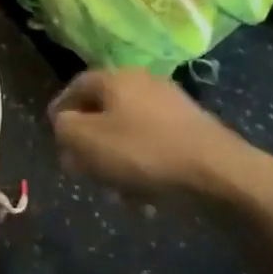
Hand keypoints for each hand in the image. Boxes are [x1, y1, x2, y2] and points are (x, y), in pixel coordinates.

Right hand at [49, 69, 272, 207]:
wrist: (218, 174)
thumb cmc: (143, 152)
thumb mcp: (86, 140)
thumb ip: (64, 128)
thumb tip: (65, 125)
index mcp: (116, 77)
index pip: (76, 86)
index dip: (60, 110)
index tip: (53, 136)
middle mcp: (143, 82)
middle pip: (104, 110)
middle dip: (90, 142)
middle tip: (82, 169)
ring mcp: (172, 105)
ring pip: (129, 131)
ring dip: (117, 159)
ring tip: (115, 191)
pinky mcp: (192, 130)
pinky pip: (155, 146)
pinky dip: (144, 167)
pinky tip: (145, 196)